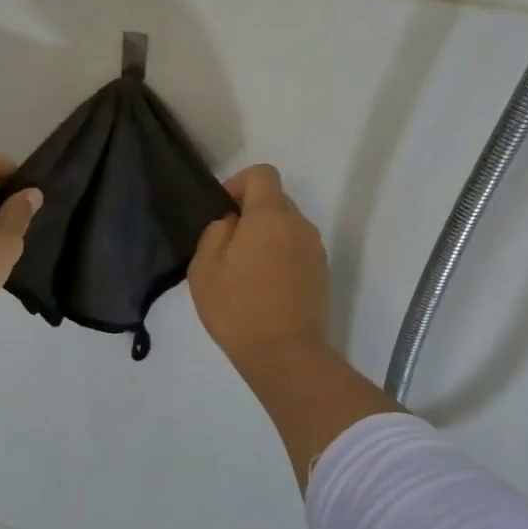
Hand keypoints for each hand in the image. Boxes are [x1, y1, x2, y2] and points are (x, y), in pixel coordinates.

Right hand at [189, 164, 329, 367]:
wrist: (285, 354)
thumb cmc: (238, 307)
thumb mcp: (205, 267)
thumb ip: (216, 232)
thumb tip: (232, 223)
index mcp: (270, 216)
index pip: (263, 174)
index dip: (240, 183)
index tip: (224, 211)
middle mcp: (299, 225)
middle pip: (276, 200)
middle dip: (252, 212)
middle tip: (229, 245)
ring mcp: (315, 250)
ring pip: (288, 226)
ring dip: (267, 236)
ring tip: (246, 270)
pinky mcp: (322, 273)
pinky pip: (297, 250)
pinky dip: (280, 256)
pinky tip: (264, 287)